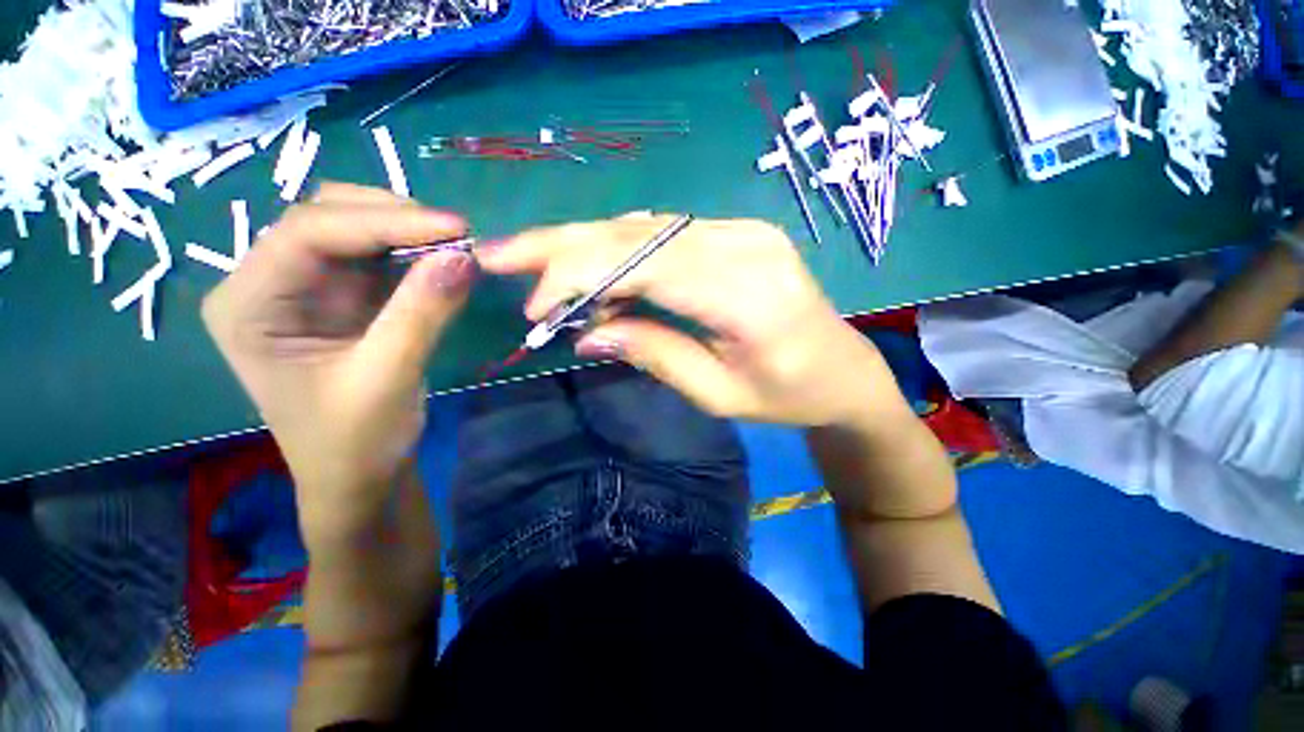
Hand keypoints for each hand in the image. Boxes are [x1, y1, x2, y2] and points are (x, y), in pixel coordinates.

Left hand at [202, 184, 473, 539]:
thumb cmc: (355, 441)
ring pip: (355, 231)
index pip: (308, 233)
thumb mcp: (387, 377)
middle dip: (395, 219)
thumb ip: (422, 312)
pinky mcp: (346, 299)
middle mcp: (271, 284)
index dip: (384, 221)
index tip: (455, 229)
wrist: (360, 476)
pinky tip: (445, 262)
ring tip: (457, 248)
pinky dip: (416, 254)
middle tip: (459, 238)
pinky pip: (380, 259)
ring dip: (409, 233)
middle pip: (327, 219)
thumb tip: (465, 256)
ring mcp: (310, 289)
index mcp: (249, 304)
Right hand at [477, 215, 904, 425]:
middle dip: (565, 244)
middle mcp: (744, 243)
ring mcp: (744, 231)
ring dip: (588, 246)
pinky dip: (623, 250)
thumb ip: (654, 355)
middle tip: (504, 253)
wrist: (845, 372)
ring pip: (646, 226)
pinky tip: (597, 272)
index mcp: (746, 292)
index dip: (580, 274)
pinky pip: (667, 232)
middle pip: (638, 232)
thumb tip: (588, 332)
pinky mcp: (739, 233)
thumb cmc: (789, 395)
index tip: (536, 305)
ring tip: (541, 269)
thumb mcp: (718, 394)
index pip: (645, 263)